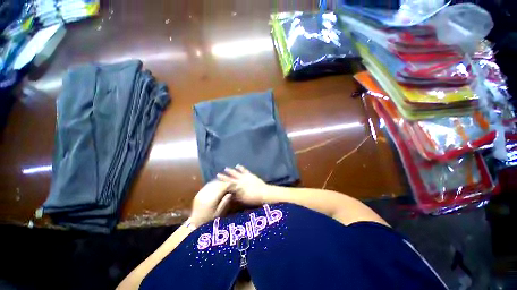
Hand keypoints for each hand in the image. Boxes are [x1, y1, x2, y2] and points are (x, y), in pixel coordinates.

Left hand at [190, 181, 231, 226]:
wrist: (195, 224)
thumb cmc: (209, 220)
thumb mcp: (219, 212)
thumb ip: (225, 201)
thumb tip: (231, 193)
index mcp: (211, 200)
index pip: (222, 188)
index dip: (228, 185)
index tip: (234, 184)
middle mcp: (205, 194)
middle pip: (217, 184)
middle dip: (224, 183)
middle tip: (230, 184)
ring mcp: (201, 193)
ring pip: (212, 183)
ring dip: (219, 183)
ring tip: (224, 185)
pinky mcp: (198, 193)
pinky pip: (207, 185)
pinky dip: (214, 184)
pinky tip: (217, 186)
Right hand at [217, 165, 269, 205]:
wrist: (263, 193)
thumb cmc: (252, 198)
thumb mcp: (242, 199)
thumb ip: (235, 195)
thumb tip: (229, 193)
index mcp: (237, 187)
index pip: (228, 184)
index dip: (222, 182)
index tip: (216, 180)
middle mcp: (240, 181)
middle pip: (230, 178)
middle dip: (224, 176)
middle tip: (218, 174)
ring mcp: (245, 177)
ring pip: (236, 173)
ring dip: (231, 171)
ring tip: (226, 168)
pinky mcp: (250, 174)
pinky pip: (244, 170)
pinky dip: (240, 167)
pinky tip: (237, 165)